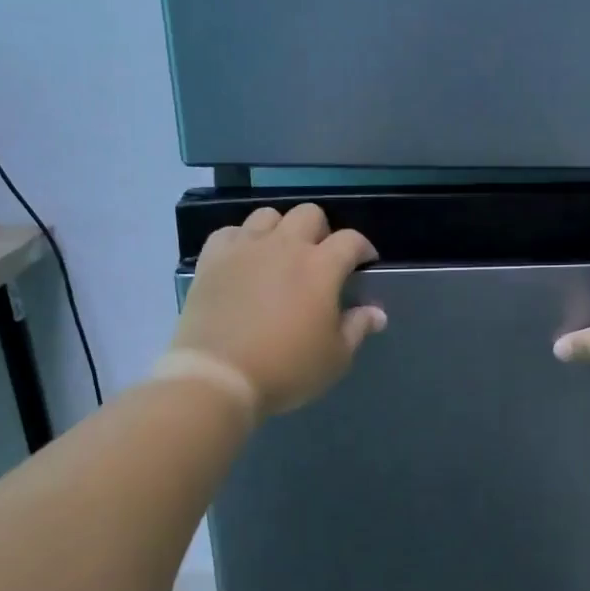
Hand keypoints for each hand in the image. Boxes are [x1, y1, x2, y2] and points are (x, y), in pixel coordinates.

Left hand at [169, 203, 385, 418]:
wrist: (219, 376)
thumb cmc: (287, 369)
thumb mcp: (335, 358)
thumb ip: (357, 328)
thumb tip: (377, 312)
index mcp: (321, 267)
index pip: (351, 240)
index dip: (363, 248)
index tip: (364, 264)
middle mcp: (284, 246)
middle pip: (309, 214)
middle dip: (321, 231)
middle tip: (320, 259)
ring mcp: (245, 248)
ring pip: (268, 215)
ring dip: (281, 230)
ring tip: (280, 255)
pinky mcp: (212, 259)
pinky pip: (230, 232)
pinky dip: (242, 240)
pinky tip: (244, 260)